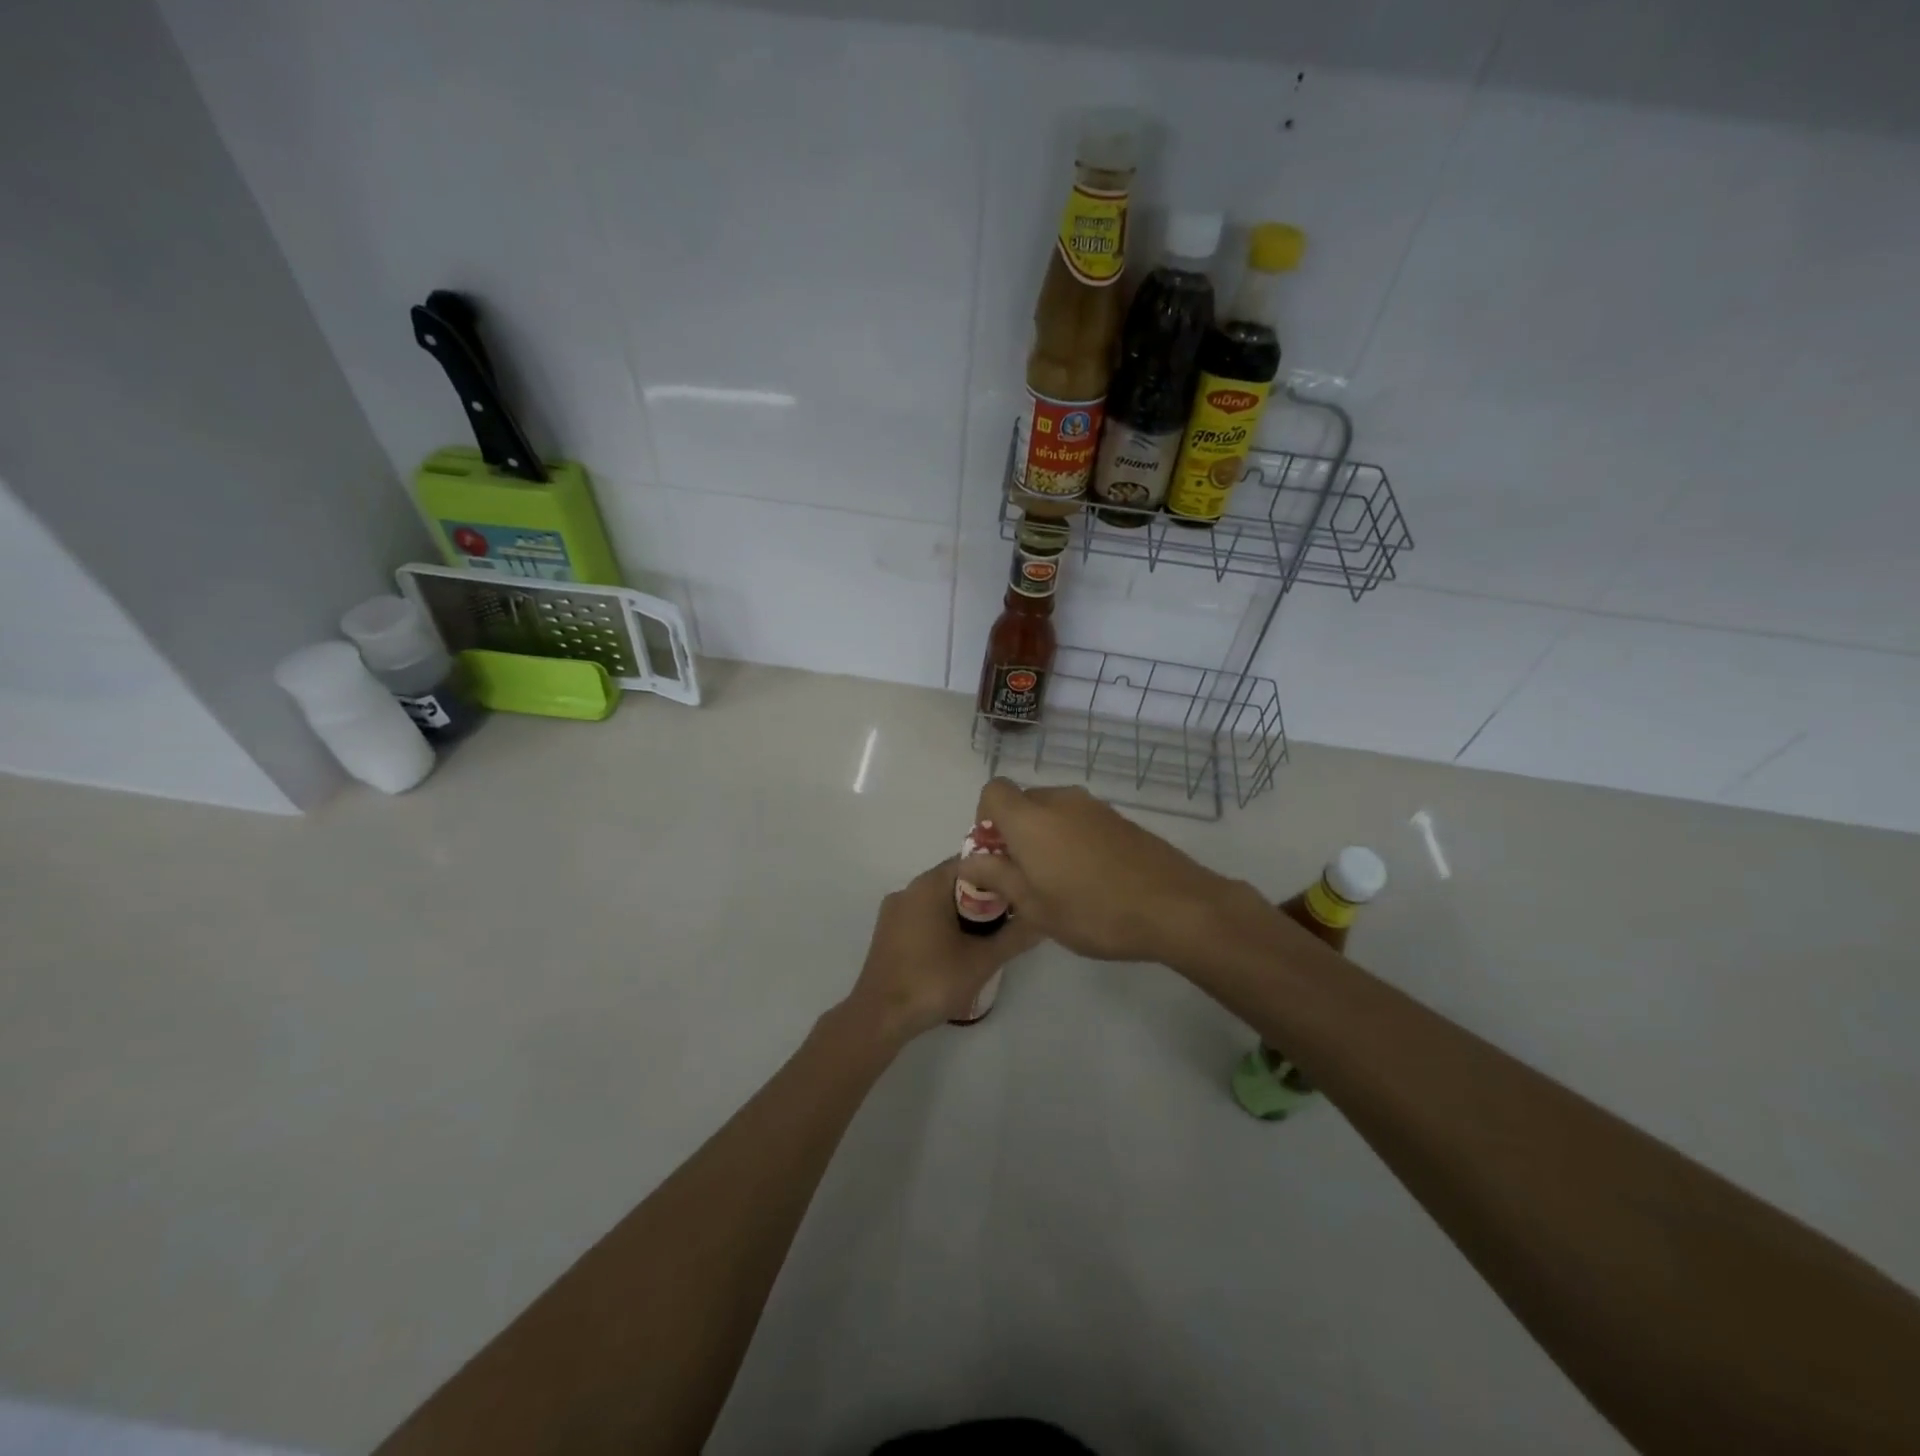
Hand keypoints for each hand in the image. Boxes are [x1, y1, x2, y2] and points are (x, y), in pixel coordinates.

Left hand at [840, 858, 1044, 1042]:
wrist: (880, 1017)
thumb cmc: (932, 980)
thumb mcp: (982, 960)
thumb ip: (1015, 937)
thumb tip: (1044, 919)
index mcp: (929, 885)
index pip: (971, 862)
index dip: (999, 874)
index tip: (1021, 892)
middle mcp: (909, 889)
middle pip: (955, 880)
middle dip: (984, 897)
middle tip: (1011, 918)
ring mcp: (895, 911)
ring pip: (939, 900)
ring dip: (965, 913)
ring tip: (991, 936)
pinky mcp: (888, 932)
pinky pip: (923, 916)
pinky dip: (944, 924)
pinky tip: (960, 950)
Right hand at [958, 779, 1256, 963]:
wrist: (1176, 907)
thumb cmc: (1093, 911)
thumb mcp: (1035, 906)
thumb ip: (997, 878)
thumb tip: (969, 861)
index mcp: (1031, 818)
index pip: (993, 791)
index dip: (985, 818)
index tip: (995, 854)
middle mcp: (1060, 800)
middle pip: (1023, 802)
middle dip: (1015, 832)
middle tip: (1024, 876)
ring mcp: (1094, 807)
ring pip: (1054, 812)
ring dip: (1045, 837)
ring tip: (1059, 883)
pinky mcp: (1121, 819)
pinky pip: (1081, 820)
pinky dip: (1073, 839)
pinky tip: (1091, 879)